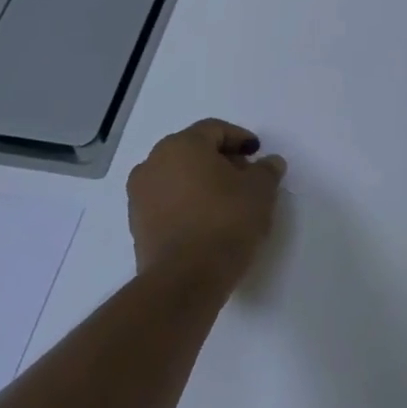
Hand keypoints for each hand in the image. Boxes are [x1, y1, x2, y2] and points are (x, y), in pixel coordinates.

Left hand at [127, 119, 286, 283]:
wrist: (185, 278)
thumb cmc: (226, 221)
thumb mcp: (260, 191)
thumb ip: (267, 170)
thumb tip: (269, 162)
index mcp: (182, 145)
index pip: (215, 129)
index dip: (240, 138)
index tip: (257, 153)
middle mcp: (154, 162)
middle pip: (193, 150)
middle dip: (221, 159)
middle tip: (246, 176)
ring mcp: (140, 194)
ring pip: (178, 175)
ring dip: (202, 181)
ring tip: (228, 201)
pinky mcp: (137, 223)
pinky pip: (167, 200)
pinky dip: (187, 201)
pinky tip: (208, 219)